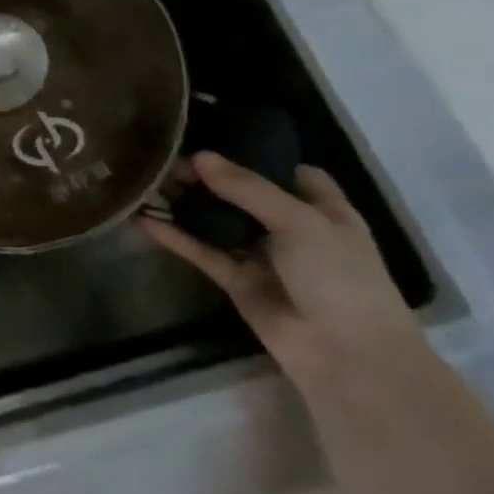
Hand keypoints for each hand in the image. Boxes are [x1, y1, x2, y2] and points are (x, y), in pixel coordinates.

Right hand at [140, 153, 426, 397]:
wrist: (348, 357)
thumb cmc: (340, 278)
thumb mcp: (299, 221)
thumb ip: (247, 187)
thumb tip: (198, 157)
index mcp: (323, 210)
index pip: (290, 172)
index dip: (258, 154)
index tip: (214, 136)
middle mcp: (292, 229)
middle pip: (245, 193)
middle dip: (209, 176)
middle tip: (167, 156)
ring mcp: (263, 256)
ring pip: (218, 222)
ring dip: (187, 204)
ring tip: (149, 180)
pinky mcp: (237, 282)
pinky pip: (202, 252)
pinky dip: (175, 237)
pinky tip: (144, 219)